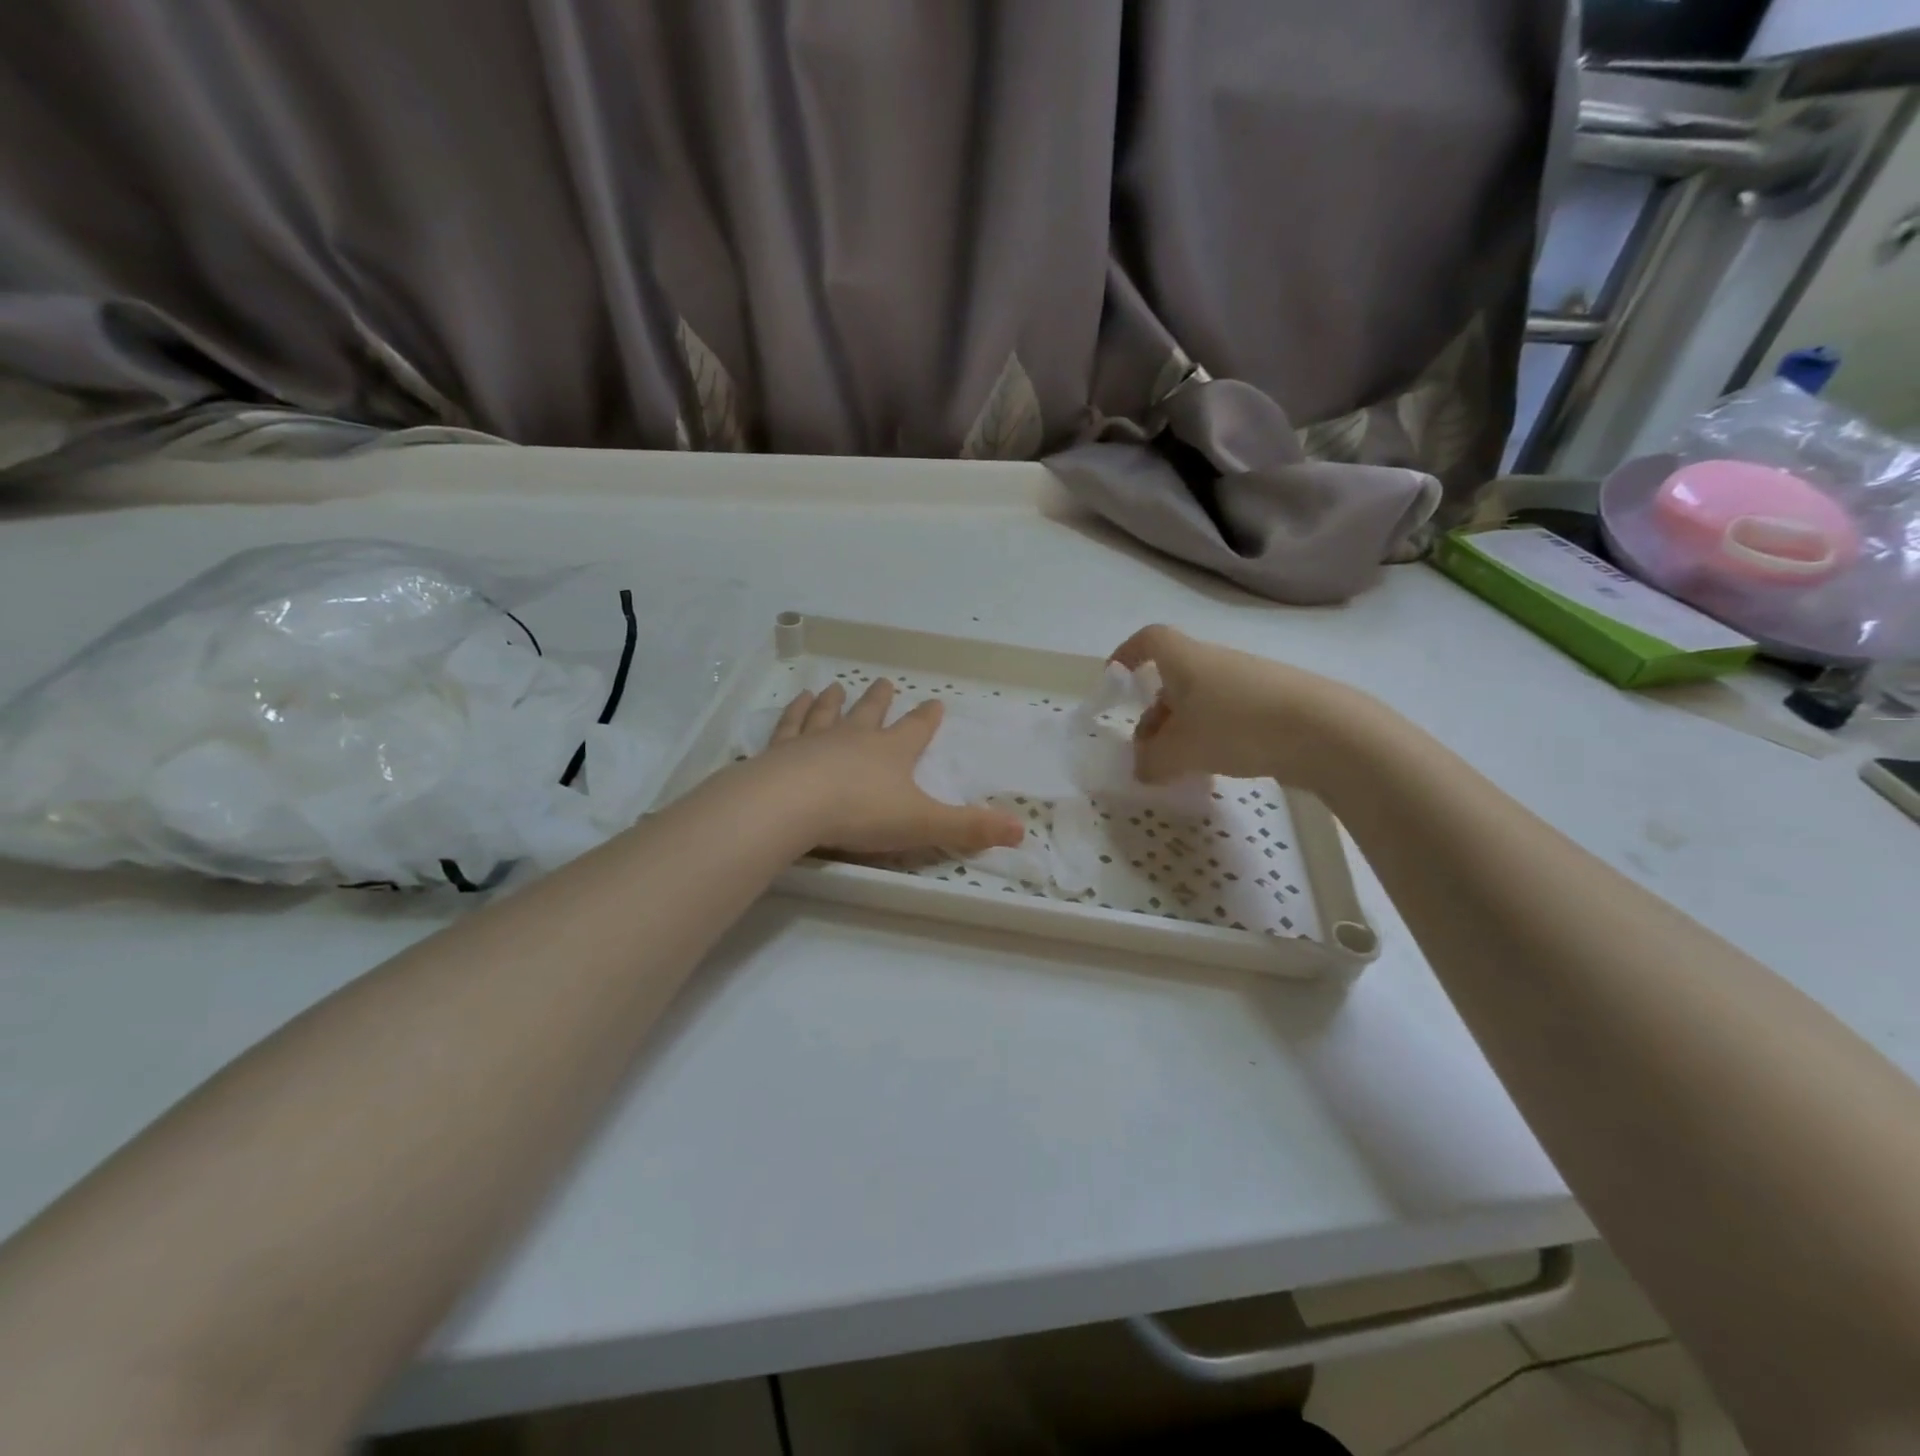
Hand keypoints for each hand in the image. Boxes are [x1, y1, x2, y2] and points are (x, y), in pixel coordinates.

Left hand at [761, 680, 1025, 856]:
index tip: (935, 702)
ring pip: (828, 714)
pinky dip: (795, 712)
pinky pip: (790, 725)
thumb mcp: (923, 825)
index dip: (927, 718)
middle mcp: (855, 738)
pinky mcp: (781, 752)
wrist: (793, 805)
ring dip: (835, 701)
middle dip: (880, 700)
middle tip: (885, 683)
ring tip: (835, 687)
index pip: (916, 729)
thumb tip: (1021, 830)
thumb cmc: (861, 814)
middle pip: (871, 713)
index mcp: (891, 752)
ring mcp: (815, 741)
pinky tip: (797, 701)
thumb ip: (968, 828)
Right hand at [1110, 624, 1363, 787]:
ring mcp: (1249, 680)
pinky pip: (1229, 714)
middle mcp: (1216, 662)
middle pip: (1174, 679)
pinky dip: (1214, 736)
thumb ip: (1151, 761)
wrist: (1326, 731)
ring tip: (1183, 766)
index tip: (1115, 679)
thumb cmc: (1237, 727)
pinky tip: (1219, 766)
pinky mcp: (1275, 702)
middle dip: (1155, 714)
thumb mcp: (1180, 751)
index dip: (1127, 654)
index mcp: (1186, 660)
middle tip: (1149, 753)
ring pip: (1201, 701)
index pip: (1150, 640)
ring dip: (1184, 730)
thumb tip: (1143, 767)